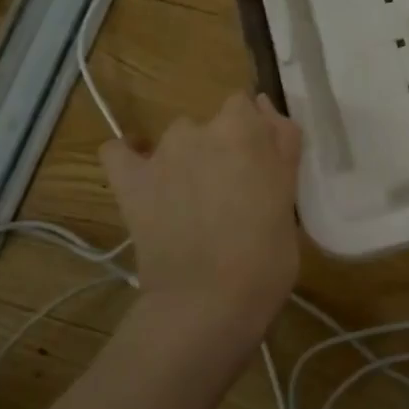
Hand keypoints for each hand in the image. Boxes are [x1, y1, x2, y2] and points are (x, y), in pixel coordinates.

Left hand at [100, 93, 302, 347]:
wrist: (208, 302)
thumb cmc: (266, 255)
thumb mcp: (288, 196)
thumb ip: (281, 146)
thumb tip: (267, 109)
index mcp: (245, 129)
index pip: (249, 106)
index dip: (255, 136)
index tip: (262, 167)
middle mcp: (200, 129)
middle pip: (213, 124)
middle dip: (222, 149)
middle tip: (233, 194)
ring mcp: (160, 154)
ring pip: (176, 140)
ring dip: (185, 159)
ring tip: (193, 203)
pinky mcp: (129, 180)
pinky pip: (119, 152)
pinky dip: (130, 158)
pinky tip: (143, 179)